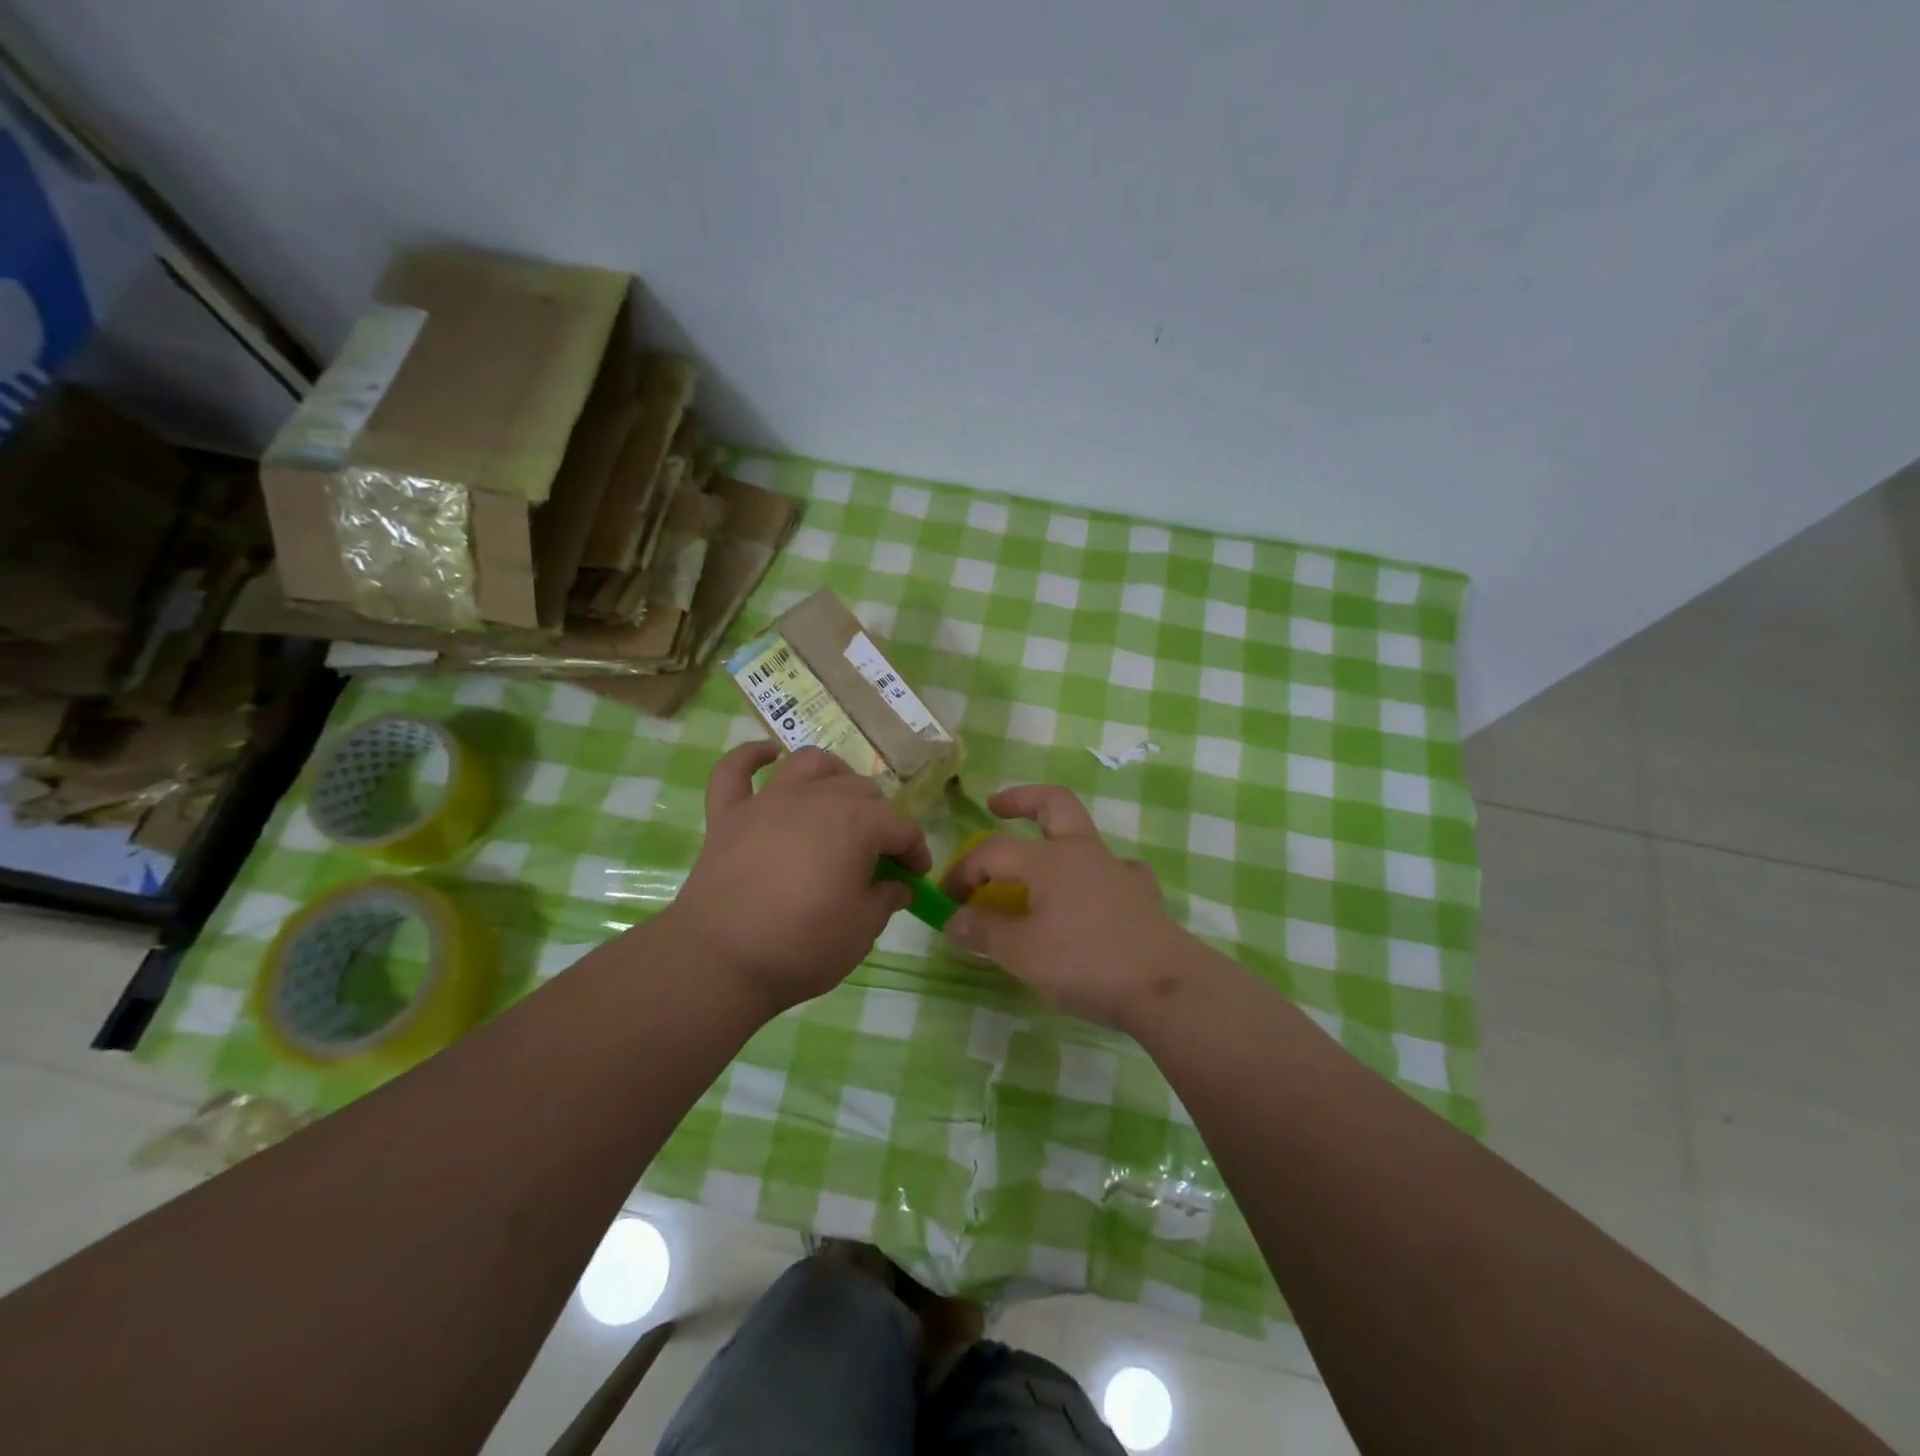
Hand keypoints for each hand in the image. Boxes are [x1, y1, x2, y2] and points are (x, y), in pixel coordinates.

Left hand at [666, 744, 930, 1014]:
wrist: (720, 961)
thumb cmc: (803, 945)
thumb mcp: (863, 930)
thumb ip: (885, 899)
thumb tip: (896, 886)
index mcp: (856, 822)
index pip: (900, 826)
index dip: (915, 850)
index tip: (917, 876)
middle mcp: (815, 798)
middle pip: (860, 790)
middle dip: (879, 817)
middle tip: (879, 854)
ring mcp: (768, 802)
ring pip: (808, 764)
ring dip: (831, 773)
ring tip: (838, 796)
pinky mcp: (727, 815)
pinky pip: (735, 770)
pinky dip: (751, 756)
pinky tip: (767, 755)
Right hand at [940, 785, 1194, 1030]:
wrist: (1166, 988)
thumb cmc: (1086, 963)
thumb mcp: (1022, 953)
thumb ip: (983, 931)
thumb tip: (953, 919)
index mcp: (1050, 859)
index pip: (993, 851)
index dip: (964, 871)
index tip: (946, 901)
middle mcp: (1084, 852)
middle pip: (1053, 803)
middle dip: (1020, 800)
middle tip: (996, 808)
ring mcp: (1119, 871)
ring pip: (1085, 836)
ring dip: (1057, 841)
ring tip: (1040, 870)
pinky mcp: (1143, 896)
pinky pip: (1116, 872)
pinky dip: (1097, 877)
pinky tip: (1093, 898)